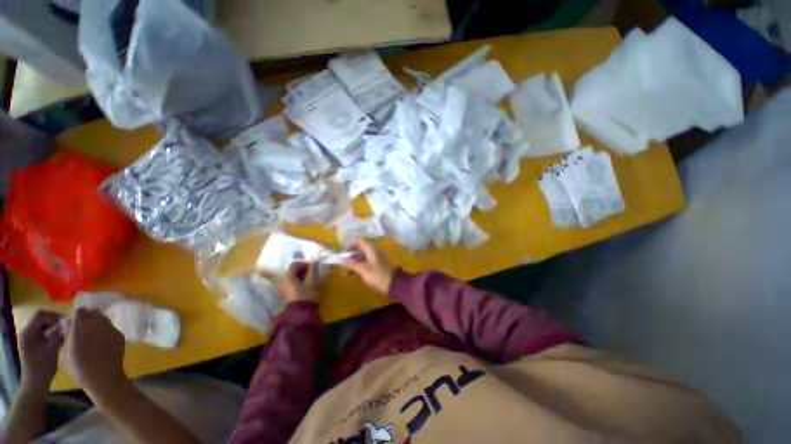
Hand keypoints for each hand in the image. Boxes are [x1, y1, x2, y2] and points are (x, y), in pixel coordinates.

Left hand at [19, 311, 64, 392]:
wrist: (36, 384)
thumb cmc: (42, 367)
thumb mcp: (51, 350)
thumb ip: (58, 334)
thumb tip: (68, 321)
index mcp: (28, 332)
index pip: (41, 315)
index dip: (54, 316)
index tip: (67, 322)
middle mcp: (28, 332)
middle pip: (42, 319)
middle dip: (56, 322)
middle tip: (68, 327)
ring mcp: (31, 338)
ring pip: (45, 325)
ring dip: (56, 328)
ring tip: (66, 334)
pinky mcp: (35, 343)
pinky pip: (45, 332)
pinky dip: (54, 333)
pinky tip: (61, 340)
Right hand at [63, 308, 126, 396]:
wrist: (104, 378)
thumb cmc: (80, 368)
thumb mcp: (67, 351)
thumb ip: (68, 333)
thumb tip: (67, 322)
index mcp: (81, 326)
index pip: (79, 311)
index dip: (77, 316)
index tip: (74, 323)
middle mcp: (98, 323)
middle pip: (94, 313)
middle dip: (88, 317)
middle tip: (83, 329)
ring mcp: (111, 328)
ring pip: (104, 319)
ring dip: (98, 323)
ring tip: (93, 335)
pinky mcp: (120, 335)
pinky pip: (111, 328)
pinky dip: (106, 331)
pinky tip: (103, 342)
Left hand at [277, 262, 320, 303]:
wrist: (301, 313)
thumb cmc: (307, 295)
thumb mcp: (312, 281)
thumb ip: (313, 270)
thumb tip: (314, 262)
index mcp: (287, 277)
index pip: (295, 265)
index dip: (305, 264)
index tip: (313, 267)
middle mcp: (282, 281)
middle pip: (292, 271)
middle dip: (303, 270)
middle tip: (313, 273)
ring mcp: (282, 288)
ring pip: (292, 277)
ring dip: (301, 276)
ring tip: (310, 279)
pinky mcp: (285, 294)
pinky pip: (291, 283)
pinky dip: (298, 281)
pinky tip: (306, 285)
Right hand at [340, 238, 394, 293]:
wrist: (392, 283)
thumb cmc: (377, 274)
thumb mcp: (363, 269)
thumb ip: (351, 264)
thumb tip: (340, 259)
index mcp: (370, 248)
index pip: (359, 240)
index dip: (350, 243)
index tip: (342, 251)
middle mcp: (372, 251)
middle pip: (359, 249)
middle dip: (350, 255)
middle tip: (341, 262)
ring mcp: (374, 258)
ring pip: (360, 257)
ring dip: (352, 262)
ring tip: (343, 271)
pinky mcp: (375, 266)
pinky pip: (364, 263)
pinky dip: (357, 267)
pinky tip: (349, 274)